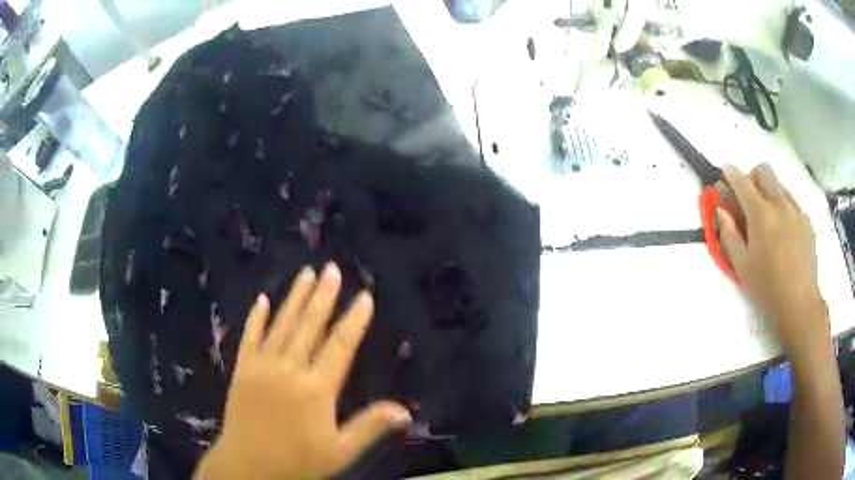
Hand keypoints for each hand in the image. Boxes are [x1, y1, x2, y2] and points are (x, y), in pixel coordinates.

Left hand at [195, 263, 410, 479]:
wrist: (247, 466)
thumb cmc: (296, 462)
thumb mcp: (340, 452)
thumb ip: (370, 428)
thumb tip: (405, 411)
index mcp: (316, 389)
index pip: (340, 346)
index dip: (354, 320)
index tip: (364, 296)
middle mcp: (289, 369)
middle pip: (309, 326)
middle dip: (323, 296)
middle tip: (332, 268)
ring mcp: (262, 366)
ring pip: (281, 325)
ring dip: (295, 298)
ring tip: (306, 273)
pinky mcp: (242, 370)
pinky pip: (250, 337)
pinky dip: (256, 317)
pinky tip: (261, 299)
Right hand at [718, 163, 827, 355]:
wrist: (800, 304)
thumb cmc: (768, 289)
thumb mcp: (742, 267)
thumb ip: (729, 235)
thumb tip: (721, 210)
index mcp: (762, 215)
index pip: (743, 182)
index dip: (731, 173)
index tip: (725, 170)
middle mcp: (780, 205)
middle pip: (764, 171)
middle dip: (753, 177)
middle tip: (749, 198)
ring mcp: (796, 211)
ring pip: (779, 185)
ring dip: (769, 191)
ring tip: (768, 218)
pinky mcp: (807, 221)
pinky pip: (792, 202)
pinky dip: (783, 206)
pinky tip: (783, 231)